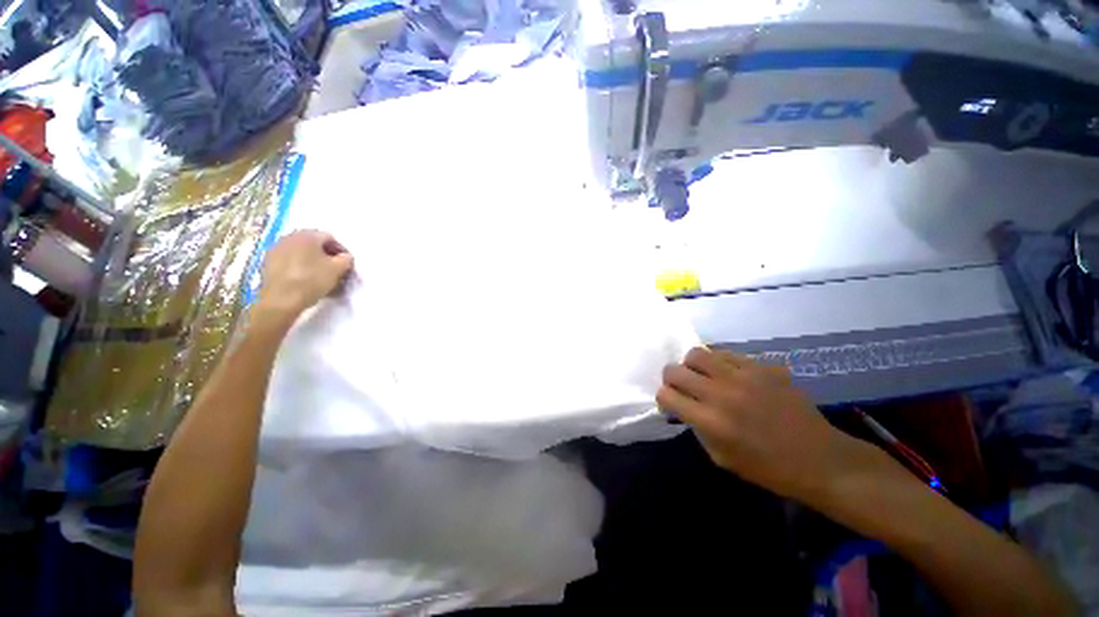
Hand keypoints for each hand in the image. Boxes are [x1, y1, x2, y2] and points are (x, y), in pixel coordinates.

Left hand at [254, 230, 353, 325]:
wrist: (281, 300)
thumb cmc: (312, 280)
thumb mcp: (338, 269)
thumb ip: (346, 259)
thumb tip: (346, 257)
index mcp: (307, 235)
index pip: (330, 237)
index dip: (341, 250)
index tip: (346, 263)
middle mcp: (289, 237)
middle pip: (314, 243)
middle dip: (326, 254)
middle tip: (334, 268)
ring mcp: (276, 249)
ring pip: (300, 251)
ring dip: (312, 260)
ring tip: (320, 275)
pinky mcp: (267, 262)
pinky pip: (289, 260)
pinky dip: (299, 266)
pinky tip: (305, 278)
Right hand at [658, 347, 865, 502]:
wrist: (820, 459)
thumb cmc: (768, 468)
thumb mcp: (721, 458)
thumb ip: (698, 428)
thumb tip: (685, 407)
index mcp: (710, 421)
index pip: (666, 395)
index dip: (663, 398)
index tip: (671, 404)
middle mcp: (721, 393)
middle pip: (674, 370)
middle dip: (670, 378)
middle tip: (681, 387)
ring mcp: (742, 376)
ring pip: (697, 353)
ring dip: (692, 365)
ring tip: (702, 375)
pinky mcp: (761, 367)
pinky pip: (726, 353)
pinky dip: (718, 362)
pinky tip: (727, 374)